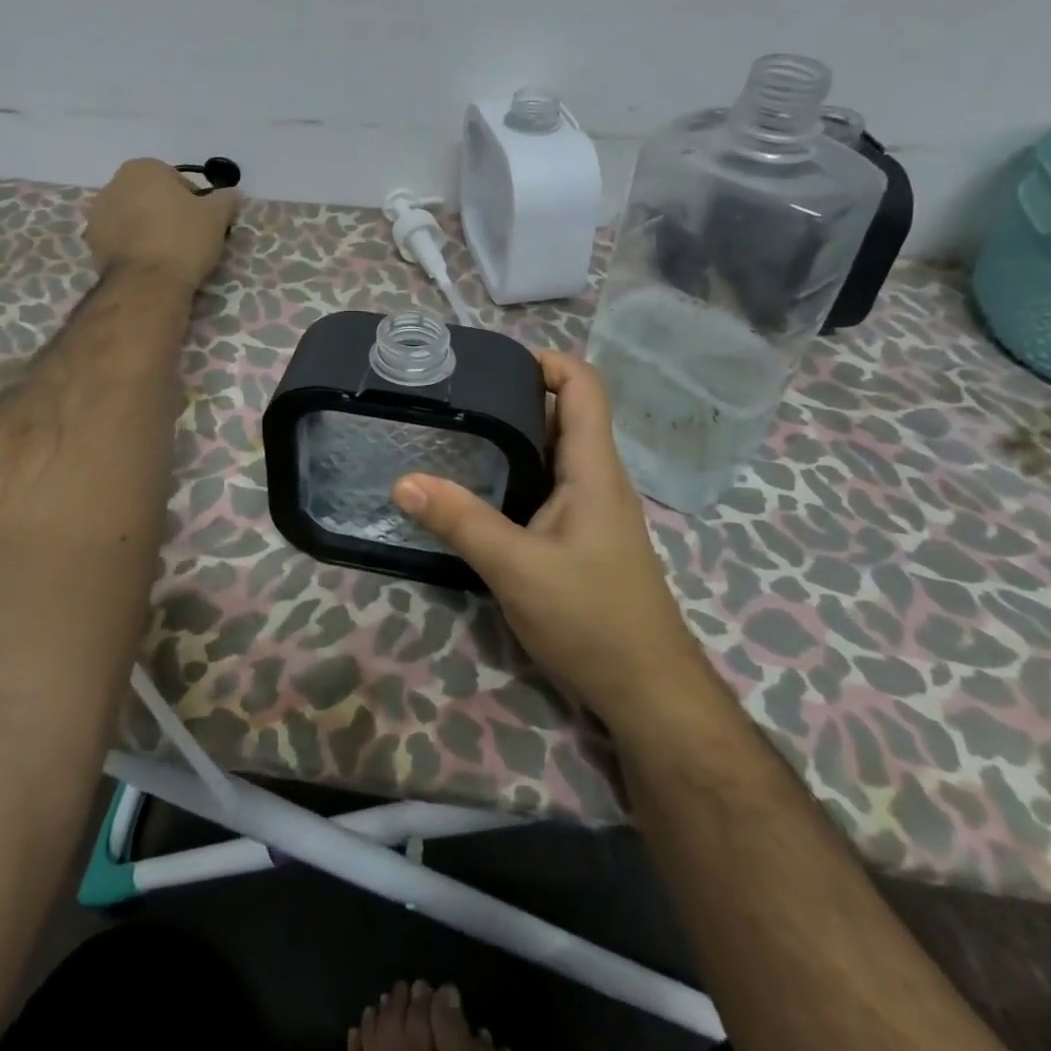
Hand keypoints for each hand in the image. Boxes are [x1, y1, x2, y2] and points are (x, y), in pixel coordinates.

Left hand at [84, 158, 240, 289]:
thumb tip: (232, 194)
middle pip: (152, 198)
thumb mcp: (217, 216)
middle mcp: (113, 184)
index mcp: (143, 168)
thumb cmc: (183, 239)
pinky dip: (135, 247)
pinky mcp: (91, 244)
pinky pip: (121, 240)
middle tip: (189, 239)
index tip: (204, 223)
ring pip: (135, 219)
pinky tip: (151, 265)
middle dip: (168, 213)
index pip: (178, 181)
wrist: (147, 283)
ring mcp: (98, 215)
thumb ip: (226, 199)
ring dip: (149, 230)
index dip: (196, 202)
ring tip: (169, 255)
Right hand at [393, 351, 701, 728]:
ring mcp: (593, 509)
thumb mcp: (516, 568)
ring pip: (553, 452)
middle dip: (516, 396)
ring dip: (513, 436)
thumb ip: (461, 522)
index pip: (585, 385)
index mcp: (593, 469)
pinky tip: (479, 490)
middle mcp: (598, 478)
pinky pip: (549, 485)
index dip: (547, 361)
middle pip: (564, 413)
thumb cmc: (592, 619)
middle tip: (457, 398)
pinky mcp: (582, 536)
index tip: (492, 363)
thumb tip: (403, 481)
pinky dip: (516, 472)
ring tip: (458, 433)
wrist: (647, 690)